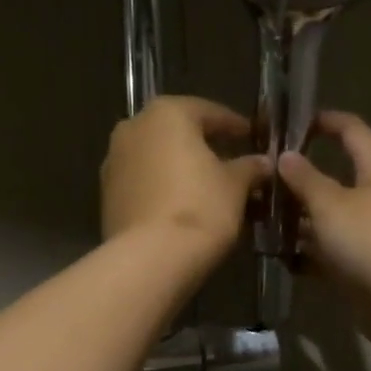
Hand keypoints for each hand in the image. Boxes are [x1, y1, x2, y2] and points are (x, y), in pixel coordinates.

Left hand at [101, 96, 271, 256]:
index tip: (251, 136)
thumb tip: (262, 162)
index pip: (208, 112)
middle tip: (229, 160)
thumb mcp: (235, 185)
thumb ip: (249, 167)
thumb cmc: (199, 208)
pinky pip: (143, 181)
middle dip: (203, 145)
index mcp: (166, 114)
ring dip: (179, 167)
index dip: (233, 125)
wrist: (150, 258)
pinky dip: (162, 187)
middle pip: (176, 132)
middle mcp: (133, 128)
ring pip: (156, 157)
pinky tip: (181, 204)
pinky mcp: (107, 194)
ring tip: (207, 186)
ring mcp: (114, 161)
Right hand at [277, 111, 370, 352]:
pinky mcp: (363, 267)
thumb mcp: (330, 203)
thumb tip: (285, 156)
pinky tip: (278, 255)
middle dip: (302, 179)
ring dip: (299, 218)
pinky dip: (307, 252)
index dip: (325, 122)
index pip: (353, 131)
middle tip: (264, 179)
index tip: (292, 123)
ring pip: (330, 219)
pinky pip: (329, 252)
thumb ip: (305, 179)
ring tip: (260, 218)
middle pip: (337, 178)